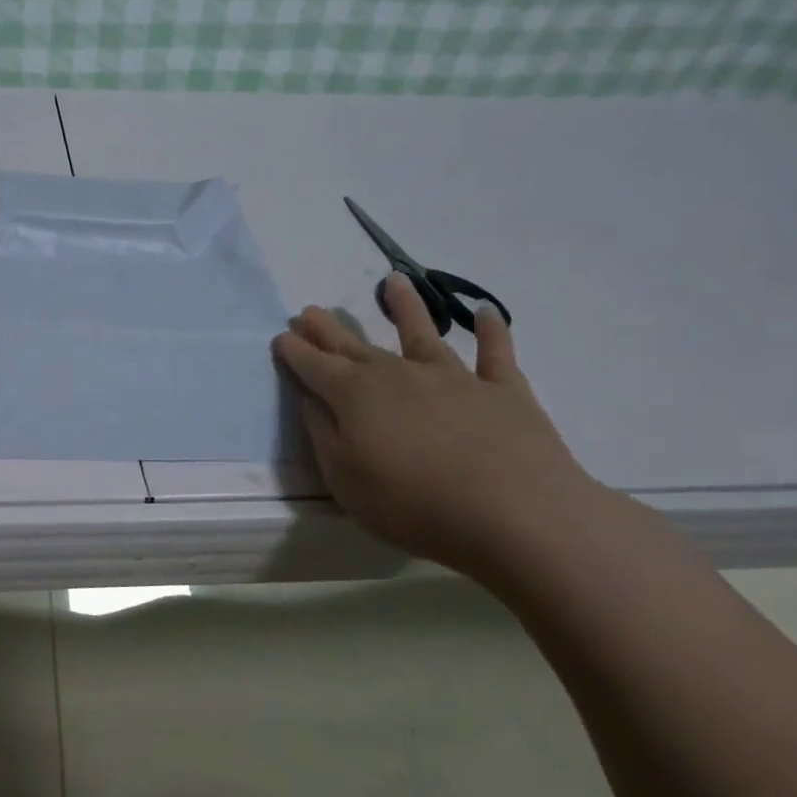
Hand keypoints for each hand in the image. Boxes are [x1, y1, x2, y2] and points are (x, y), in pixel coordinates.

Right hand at [272, 272, 607, 574]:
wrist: (516, 514)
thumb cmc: (413, 503)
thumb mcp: (345, 478)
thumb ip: (323, 434)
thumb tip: (311, 400)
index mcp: (354, 395)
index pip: (314, 366)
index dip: (295, 350)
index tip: (281, 336)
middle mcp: (398, 374)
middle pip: (354, 346)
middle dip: (328, 328)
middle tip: (310, 310)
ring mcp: (453, 378)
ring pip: (421, 334)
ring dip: (404, 308)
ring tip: (393, 282)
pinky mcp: (502, 390)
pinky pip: (496, 354)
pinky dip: (491, 332)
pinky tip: (486, 312)